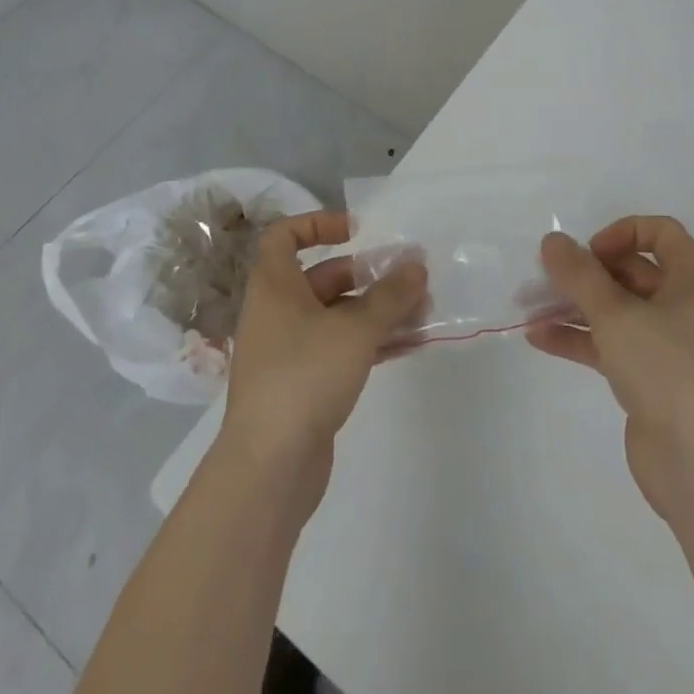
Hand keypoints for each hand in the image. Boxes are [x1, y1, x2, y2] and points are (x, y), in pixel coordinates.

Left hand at [217, 210, 427, 519]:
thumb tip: (417, 266)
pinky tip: (412, 344)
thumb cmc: (304, 377)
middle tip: (409, 278)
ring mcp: (290, 351)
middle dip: (369, 275)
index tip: (357, 231)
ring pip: (338, 316)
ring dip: (379, 311)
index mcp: (275, 286)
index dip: (318, 225)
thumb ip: (390, 295)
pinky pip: (342, 349)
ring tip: (424, 311)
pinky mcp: (305, 386)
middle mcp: (278, 312)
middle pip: (324, 277)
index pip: (284, 236)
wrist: (268, 469)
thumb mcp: (355, 329)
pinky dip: (373, 342)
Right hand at [529, 217, 693, 518]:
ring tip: (530, 306)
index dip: (622, 233)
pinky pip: (609, 345)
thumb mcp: (616, 313)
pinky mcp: (649, 380)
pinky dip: (578, 338)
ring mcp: (667, 345)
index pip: (660, 233)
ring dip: (574, 305)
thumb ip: (579, 274)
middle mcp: (683, 306)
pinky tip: (538, 338)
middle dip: (586, 273)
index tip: (590, 252)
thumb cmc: (666, 368)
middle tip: (546, 278)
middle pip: (630, 271)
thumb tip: (552, 241)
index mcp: (692, 279)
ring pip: (615, 310)